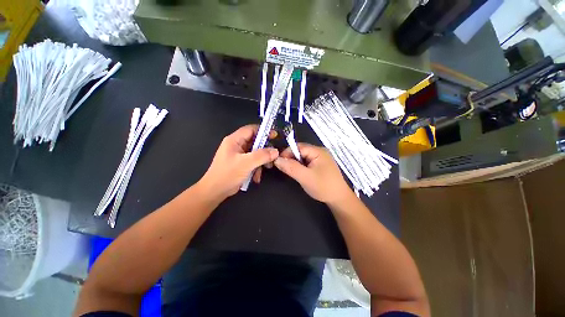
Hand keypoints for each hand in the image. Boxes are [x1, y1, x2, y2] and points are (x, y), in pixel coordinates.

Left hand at [198, 125, 278, 200]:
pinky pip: (253, 161)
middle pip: (255, 142)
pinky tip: (256, 177)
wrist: (215, 191)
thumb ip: (262, 156)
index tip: (275, 136)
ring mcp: (239, 155)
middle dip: (265, 149)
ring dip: (262, 160)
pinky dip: (257, 167)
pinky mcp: (242, 164)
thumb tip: (276, 151)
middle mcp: (237, 145)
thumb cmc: (227, 174)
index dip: (263, 131)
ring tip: (266, 168)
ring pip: (256, 153)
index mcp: (234, 140)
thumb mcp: (246, 163)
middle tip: (274, 155)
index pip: (251, 129)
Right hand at [274, 143, 352, 204]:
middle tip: (283, 168)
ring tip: (290, 171)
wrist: (339, 199)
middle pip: (300, 151)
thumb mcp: (305, 177)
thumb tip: (276, 159)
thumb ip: (291, 167)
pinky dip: (301, 167)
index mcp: (318, 151)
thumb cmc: (323, 187)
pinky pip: (307, 163)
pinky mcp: (320, 165)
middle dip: (291, 158)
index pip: (298, 147)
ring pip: (303, 157)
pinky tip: (299, 173)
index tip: (278, 161)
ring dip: (295, 163)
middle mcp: (320, 152)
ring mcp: (320, 159)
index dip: (287, 152)